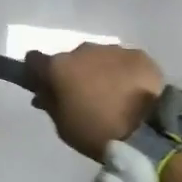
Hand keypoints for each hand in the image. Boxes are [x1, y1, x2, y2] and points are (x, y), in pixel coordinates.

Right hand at [27, 43, 163, 161]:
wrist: (146, 130)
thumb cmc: (95, 131)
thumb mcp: (62, 125)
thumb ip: (49, 103)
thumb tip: (43, 92)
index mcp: (59, 67)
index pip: (34, 60)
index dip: (36, 72)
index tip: (43, 84)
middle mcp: (83, 50)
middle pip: (70, 59)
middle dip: (73, 73)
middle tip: (83, 96)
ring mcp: (112, 50)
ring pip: (98, 58)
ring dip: (99, 71)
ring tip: (111, 94)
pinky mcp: (138, 55)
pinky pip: (123, 61)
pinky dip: (123, 72)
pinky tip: (131, 91)